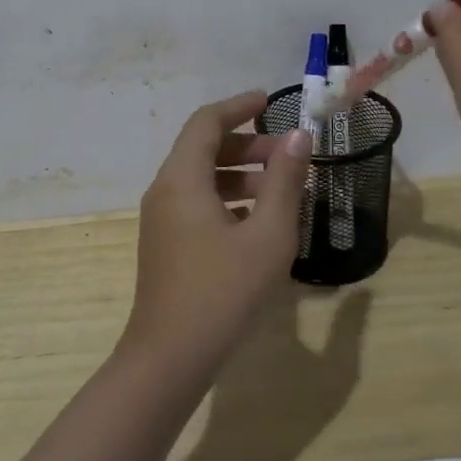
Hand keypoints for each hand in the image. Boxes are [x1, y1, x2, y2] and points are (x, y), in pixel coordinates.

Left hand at [125, 91, 311, 372]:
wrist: (170, 358)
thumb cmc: (223, 292)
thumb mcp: (268, 235)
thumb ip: (284, 181)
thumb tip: (299, 137)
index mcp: (182, 179)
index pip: (206, 121)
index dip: (238, 106)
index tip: (270, 101)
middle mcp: (165, 190)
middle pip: (202, 148)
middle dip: (247, 143)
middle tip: (288, 154)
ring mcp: (161, 219)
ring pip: (201, 178)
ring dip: (239, 173)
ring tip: (281, 189)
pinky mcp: (166, 244)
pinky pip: (197, 203)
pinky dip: (227, 198)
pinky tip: (258, 222)